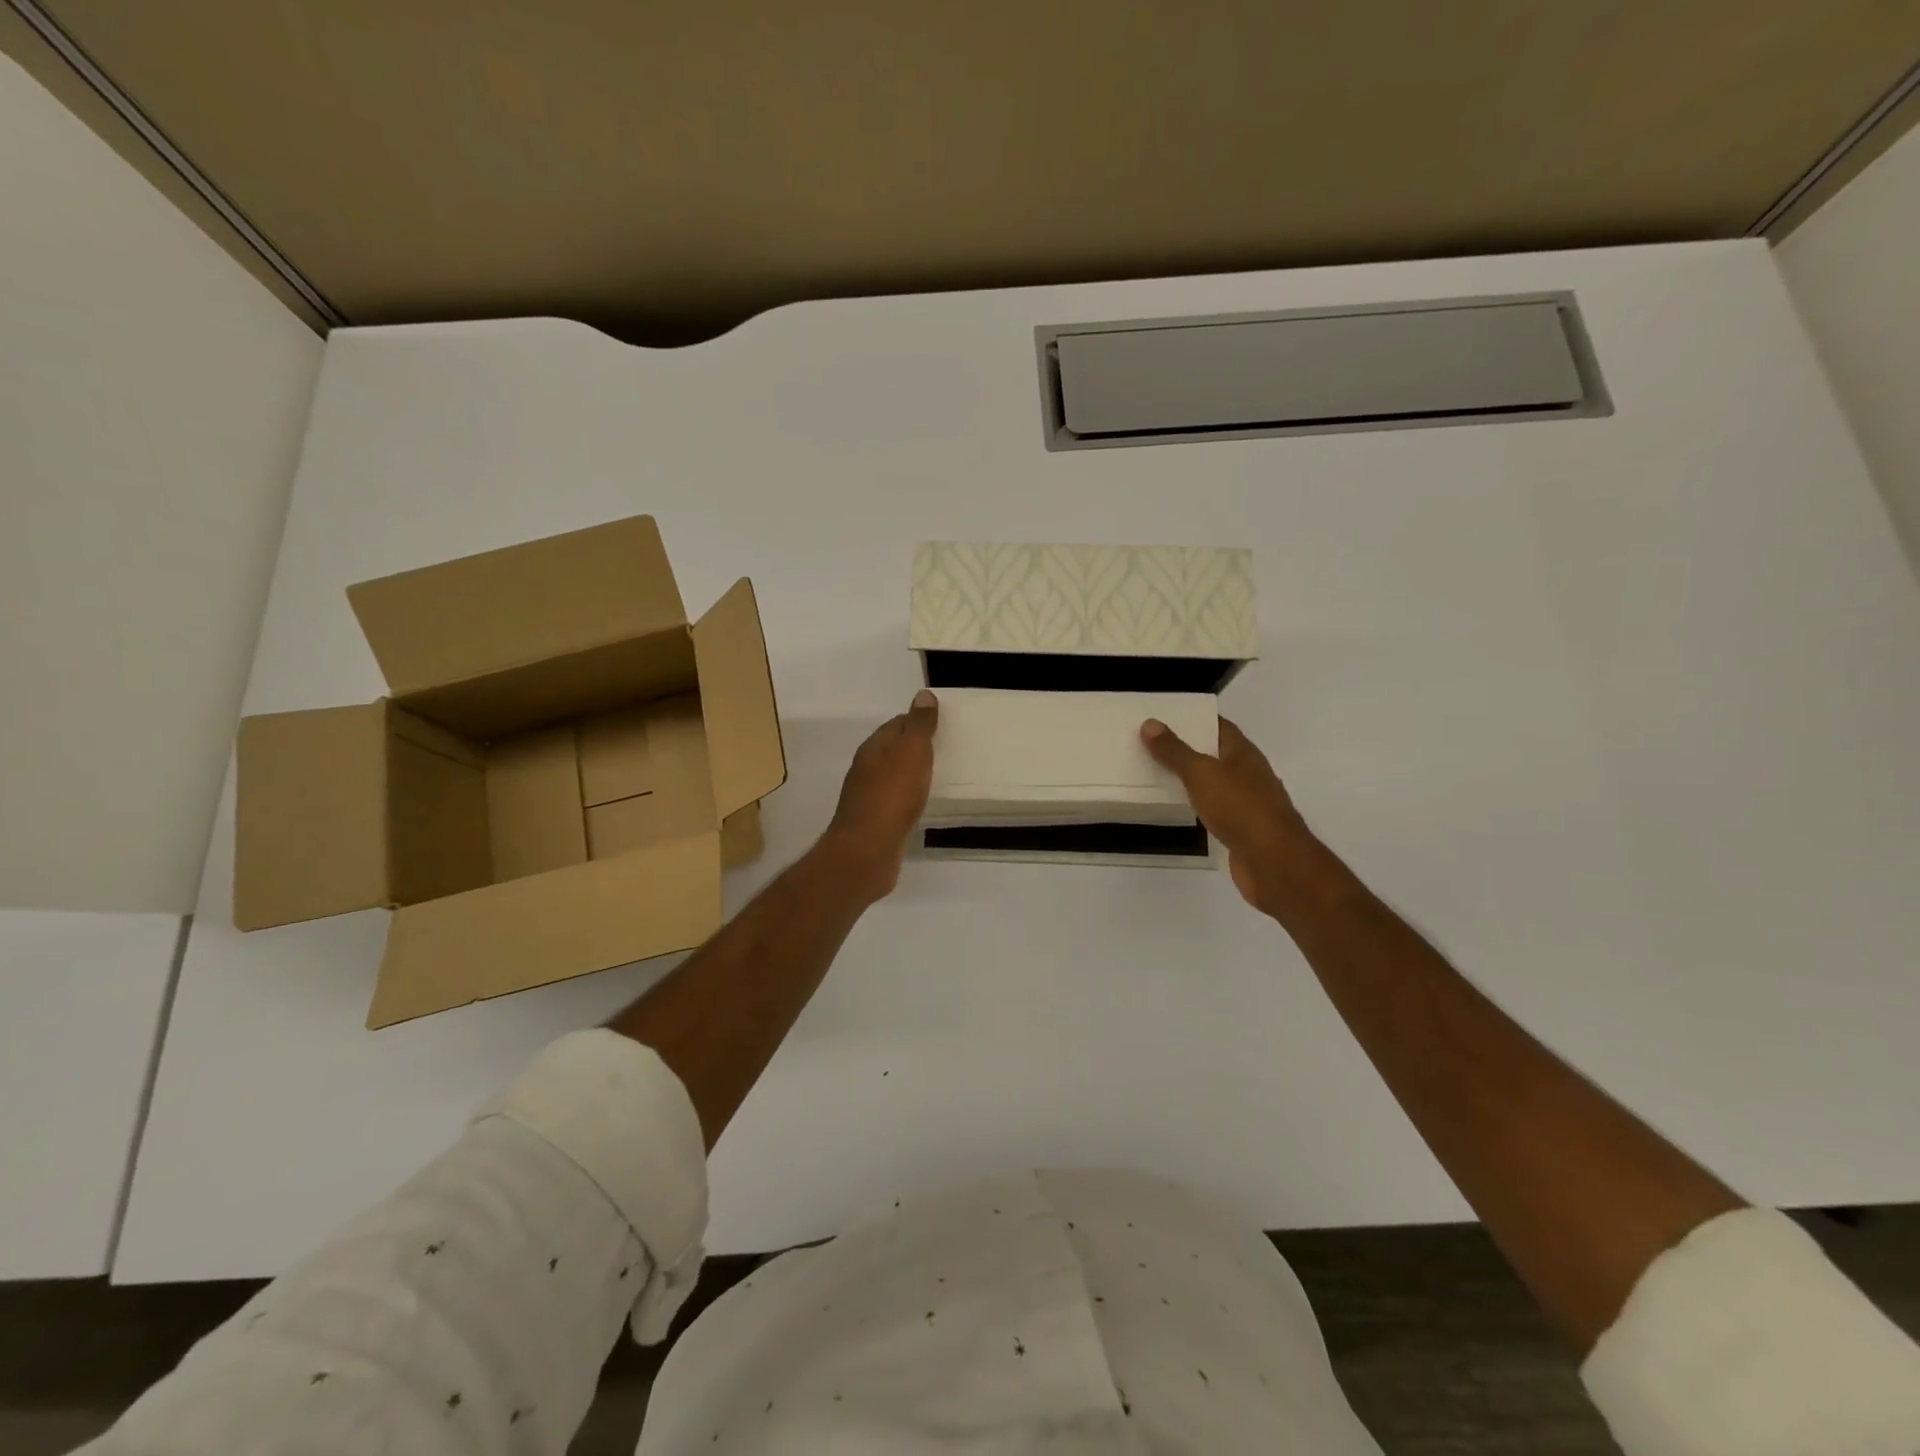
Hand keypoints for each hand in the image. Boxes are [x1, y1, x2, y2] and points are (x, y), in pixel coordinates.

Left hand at [822, 690, 938, 901]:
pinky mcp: (875, 822)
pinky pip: (896, 802)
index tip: (942, 724)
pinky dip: (910, 797)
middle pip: (893, 750)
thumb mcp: (910, 752)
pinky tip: (923, 804)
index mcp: (874, 748)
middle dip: (915, 747)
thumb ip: (918, 725)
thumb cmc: (891, 795)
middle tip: (946, 748)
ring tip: (939, 774)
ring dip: (912, 773)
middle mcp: (867, 769)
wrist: (867, 851)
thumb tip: (923, 694)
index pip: (896, 724)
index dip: (917, 721)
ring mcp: (869, 797)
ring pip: (894, 776)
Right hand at [1142, 716, 1320, 914]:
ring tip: (1154, 771)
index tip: (1164, 716)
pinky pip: (1213, 807)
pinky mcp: (1241, 828)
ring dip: (1190, 777)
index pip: (1218, 726)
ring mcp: (1247, 802)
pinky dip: (1196, 803)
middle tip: (1149, 743)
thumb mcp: (1202, 773)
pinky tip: (1176, 806)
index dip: (1194, 719)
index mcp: (1243, 753)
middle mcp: (1248, 773)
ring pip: (1213, 782)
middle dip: (1186, 747)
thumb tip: (1150, 723)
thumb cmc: (1240, 808)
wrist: (1273, 861)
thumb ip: (1175, 751)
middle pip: (1214, 753)